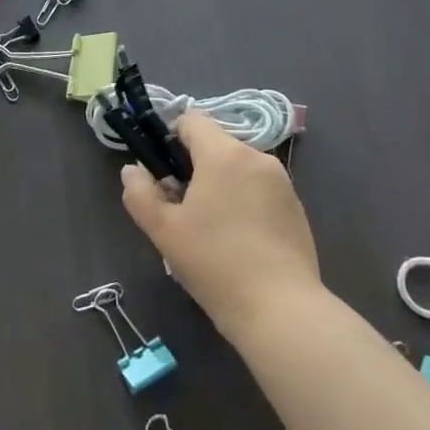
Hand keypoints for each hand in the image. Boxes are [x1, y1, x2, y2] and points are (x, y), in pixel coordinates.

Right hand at [120, 111, 319, 338]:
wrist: (281, 310)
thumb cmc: (214, 263)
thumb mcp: (163, 230)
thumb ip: (140, 193)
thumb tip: (132, 170)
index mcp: (225, 154)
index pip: (192, 120)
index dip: (170, 138)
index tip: (162, 173)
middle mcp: (257, 158)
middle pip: (215, 145)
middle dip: (194, 167)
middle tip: (180, 209)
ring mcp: (282, 182)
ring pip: (238, 168)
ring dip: (219, 185)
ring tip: (209, 229)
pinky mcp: (297, 207)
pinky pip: (259, 189)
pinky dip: (243, 201)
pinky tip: (237, 241)